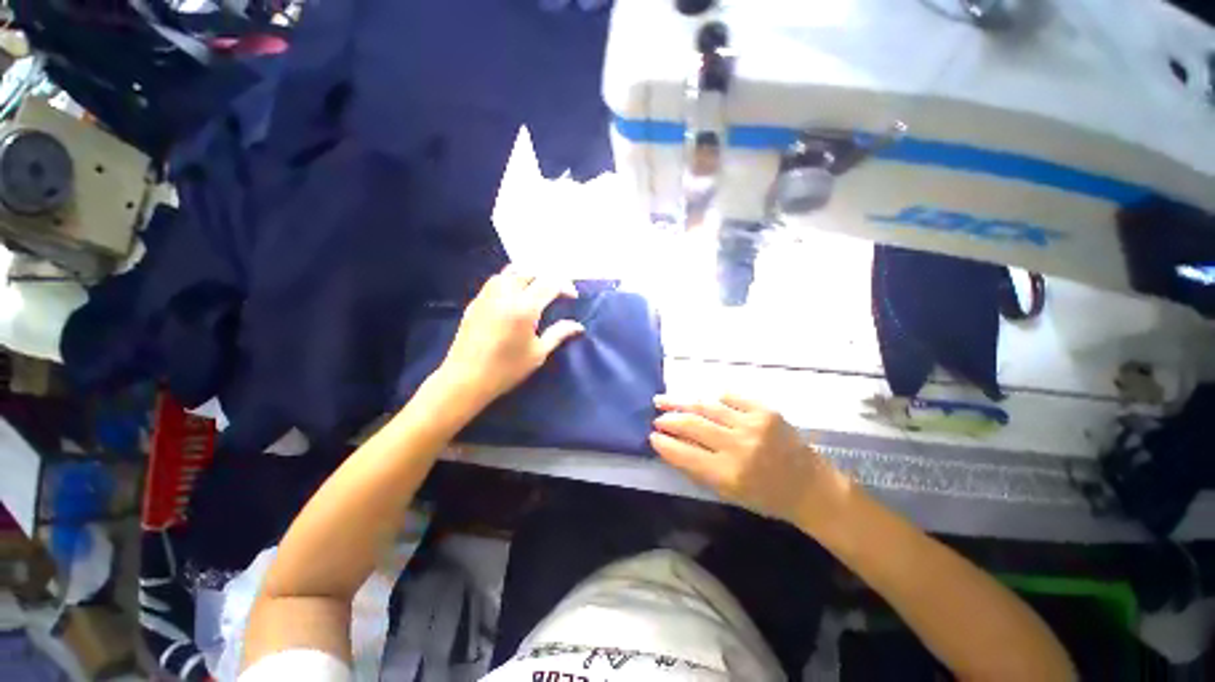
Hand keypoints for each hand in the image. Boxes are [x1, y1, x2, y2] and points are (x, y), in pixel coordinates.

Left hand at [437, 268, 583, 406]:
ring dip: (528, 275)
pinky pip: (496, 281)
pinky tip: (514, 295)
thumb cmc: (507, 369)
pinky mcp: (475, 301)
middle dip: (548, 278)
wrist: (465, 378)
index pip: (549, 283)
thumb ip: (559, 334)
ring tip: (536, 289)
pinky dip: (510, 280)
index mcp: (524, 308)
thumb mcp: (538, 353)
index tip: (573, 297)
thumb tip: (578, 327)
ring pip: (511, 271)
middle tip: (557, 291)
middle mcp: (505, 295)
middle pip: (530, 272)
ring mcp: (488, 295)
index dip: (565, 286)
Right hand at [651, 394, 849, 527]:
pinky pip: (730, 396)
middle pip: (693, 425)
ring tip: (664, 399)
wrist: (810, 487)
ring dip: (682, 402)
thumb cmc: (766, 497)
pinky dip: (713, 397)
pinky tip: (702, 399)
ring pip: (707, 407)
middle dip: (669, 419)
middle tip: (655, 416)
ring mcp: (753, 424)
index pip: (685, 454)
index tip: (652, 436)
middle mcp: (739, 447)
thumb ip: (698, 469)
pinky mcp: (765, 410)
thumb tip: (671, 446)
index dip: (665, 443)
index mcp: (728, 475)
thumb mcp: (728, 493)